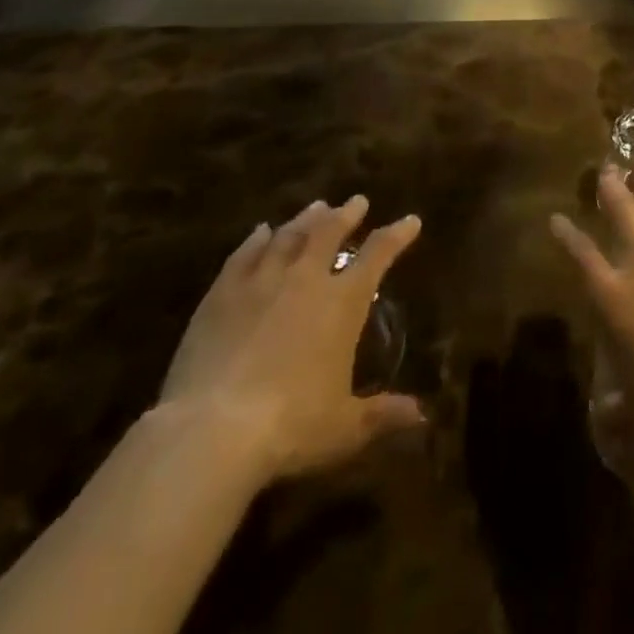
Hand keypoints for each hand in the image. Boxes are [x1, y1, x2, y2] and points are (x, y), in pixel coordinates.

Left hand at [159, 196, 423, 485]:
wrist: (211, 432)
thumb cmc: (290, 428)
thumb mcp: (345, 428)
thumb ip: (382, 414)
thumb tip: (422, 416)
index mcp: (342, 302)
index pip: (378, 254)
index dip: (397, 235)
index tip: (410, 220)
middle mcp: (306, 279)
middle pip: (330, 232)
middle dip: (347, 214)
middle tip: (356, 201)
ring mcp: (261, 282)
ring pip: (289, 236)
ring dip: (306, 220)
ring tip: (317, 207)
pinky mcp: (221, 295)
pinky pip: (244, 255)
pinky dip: (256, 240)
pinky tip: (261, 232)